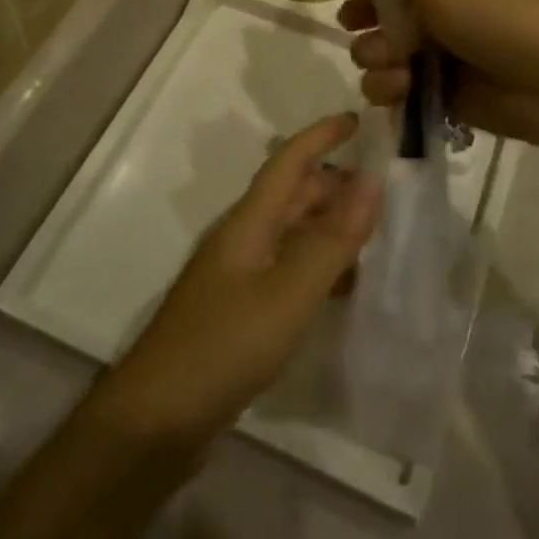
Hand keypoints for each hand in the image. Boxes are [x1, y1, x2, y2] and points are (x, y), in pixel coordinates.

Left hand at [96, 115, 381, 449]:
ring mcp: (237, 277)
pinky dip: (318, 265)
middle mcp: (242, 240)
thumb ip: (332, 238)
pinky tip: (342, 286)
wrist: (157, 420)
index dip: (321, 136)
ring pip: (291, 233)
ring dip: (328, 225)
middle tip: (381, 188)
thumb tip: (371, 179)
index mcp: (249, 223)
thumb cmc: (224, 344)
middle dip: (333, 182)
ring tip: (373, 233)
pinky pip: (287, 269)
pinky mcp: (239, 311)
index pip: (288, 162)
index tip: (357, 118)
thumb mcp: (289, 292)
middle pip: (291, 195)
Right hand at [332, 0, 538, 150]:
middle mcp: (436, 8)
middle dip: (361, 17)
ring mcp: (437, 53)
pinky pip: (395, 89)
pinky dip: (391, 88)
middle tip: (353, 22)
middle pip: (379, 10)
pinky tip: (401, 89)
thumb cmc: (497, 15)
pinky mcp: (438, 94)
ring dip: (374, 56)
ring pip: (380, 51)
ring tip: (390, 61)